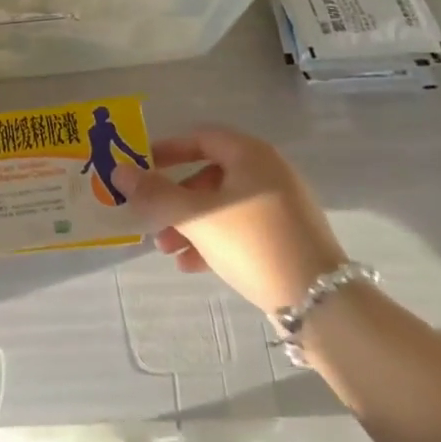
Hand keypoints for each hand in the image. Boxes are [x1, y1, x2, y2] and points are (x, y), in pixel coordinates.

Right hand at [108, 127, 345, 314]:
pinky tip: (192, 266)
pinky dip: (214, 240)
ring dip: (190, 223)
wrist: (322, 303)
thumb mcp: (196, 216)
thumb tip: (118, 171)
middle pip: (208, 175)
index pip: (200, 138)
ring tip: (167, 250)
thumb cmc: (253, 242)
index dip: (167, 151)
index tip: (140, 168)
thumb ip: (155, 193)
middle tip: (151, 219)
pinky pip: (240, 228)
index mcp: (250, 154)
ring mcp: (280, 206)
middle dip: (175, 199)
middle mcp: (268, 172)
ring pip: (222, 205)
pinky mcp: (287, 237)